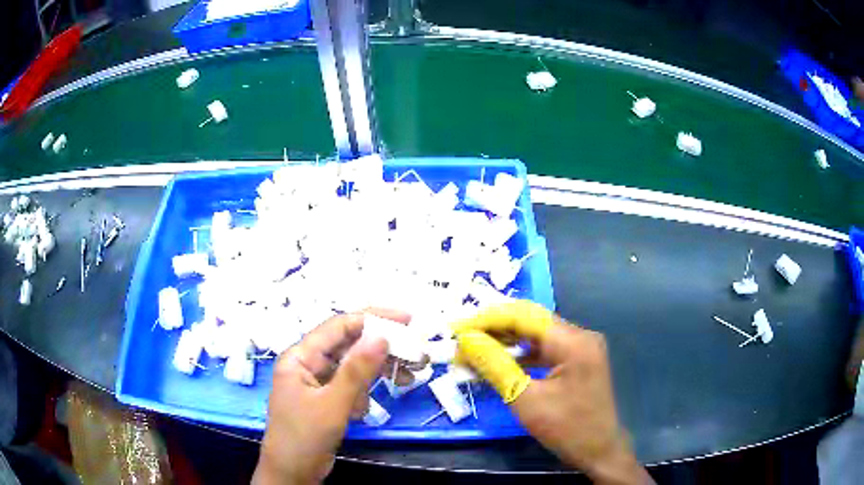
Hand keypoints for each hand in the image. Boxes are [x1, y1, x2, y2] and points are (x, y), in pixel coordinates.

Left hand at [253, 310, 400, 484]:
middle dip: (382, 349)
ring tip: (408, 379)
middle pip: (349, 345)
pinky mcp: (326, 400)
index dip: (373, 318)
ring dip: (377, 373)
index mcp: (301, 357)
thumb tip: (381, 335)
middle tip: (417, 352)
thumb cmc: (305, 437)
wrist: (292, 473)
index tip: (408, 320)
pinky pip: (350, 387)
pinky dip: (364, 393)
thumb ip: (357, 370)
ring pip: (353, 367)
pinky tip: (367, 409)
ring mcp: (317, 383)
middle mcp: (308, 364)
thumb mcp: (332, 404)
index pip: (339, 326)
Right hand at [452, 301, 652, 484]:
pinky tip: (498, 360)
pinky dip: (520, 353)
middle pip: (531, 320)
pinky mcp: (577, 359)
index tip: (458, 329)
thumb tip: (467, 341)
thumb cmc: (566, 429)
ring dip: (505, 340)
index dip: (488, 319)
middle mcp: (580, 335)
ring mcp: (580, 347)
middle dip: (494, 327)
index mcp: (574, 342)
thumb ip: (495, 366)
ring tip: (474, 349)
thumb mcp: (525, 400)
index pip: (524, 316)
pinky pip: (544, 348)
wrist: (599, 450)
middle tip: (462, 338)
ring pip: (536, 333)